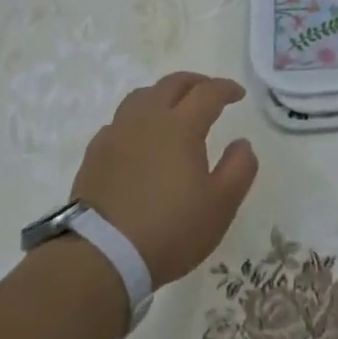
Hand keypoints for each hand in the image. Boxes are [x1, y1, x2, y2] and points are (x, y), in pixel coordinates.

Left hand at [69, 72, 259, 286]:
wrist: (102, 255)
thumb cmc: (170, 229)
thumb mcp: (220, 205)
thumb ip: (239, 169)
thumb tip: (242, 143)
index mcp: (180, 126)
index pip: (207, 92)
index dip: (226, 88)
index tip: (238, 94)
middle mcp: (146, 119)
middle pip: (171, 84)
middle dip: (195, 82)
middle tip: (209, 92)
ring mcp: (116, 134)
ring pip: (141, 97)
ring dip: (163, 94)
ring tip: (173, 108)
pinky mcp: (95, 153)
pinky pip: (120, 121)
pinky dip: (137, 119)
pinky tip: (140, 138)